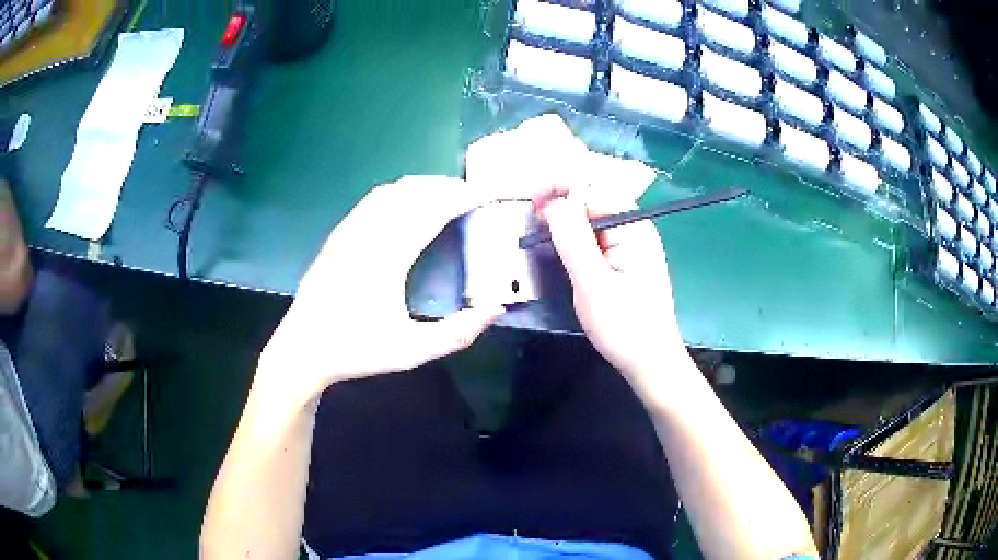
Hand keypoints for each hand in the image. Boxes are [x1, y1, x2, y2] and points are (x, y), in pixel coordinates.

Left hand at [258, 176, 502, 400]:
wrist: (301, 350)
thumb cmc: (355, 350)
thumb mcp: (411, 352)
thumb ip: (457, 334)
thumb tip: (496, 308)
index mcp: (387, 259)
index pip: (431, 211)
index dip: (461, 198)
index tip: (485, 194)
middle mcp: (366, 235)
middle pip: (411, 193)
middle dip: (445, 186)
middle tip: (472, 194)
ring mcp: (347, 232)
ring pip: (390, 192)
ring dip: (421, 187)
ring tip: (445, 194)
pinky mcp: (337, 236)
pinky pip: (371, 201)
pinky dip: (398, 193)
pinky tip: (406, 205)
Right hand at [542, 190, 690, 389]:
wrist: (650, 363)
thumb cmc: (625, 326)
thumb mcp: (593, 284)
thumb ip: (574, 240)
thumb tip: (554, 200)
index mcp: (634, 227)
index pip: (593, 191)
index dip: (559, 188)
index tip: (530, 197)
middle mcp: (634, 229)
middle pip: (593, 200)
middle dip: (560, 199)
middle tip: (529, 211)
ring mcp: (630, 245)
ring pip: (592, 218)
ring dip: (564, 217)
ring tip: (537, 223)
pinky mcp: (623, 261)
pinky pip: (595, 237)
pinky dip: (573, 235)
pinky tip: (557, 241)